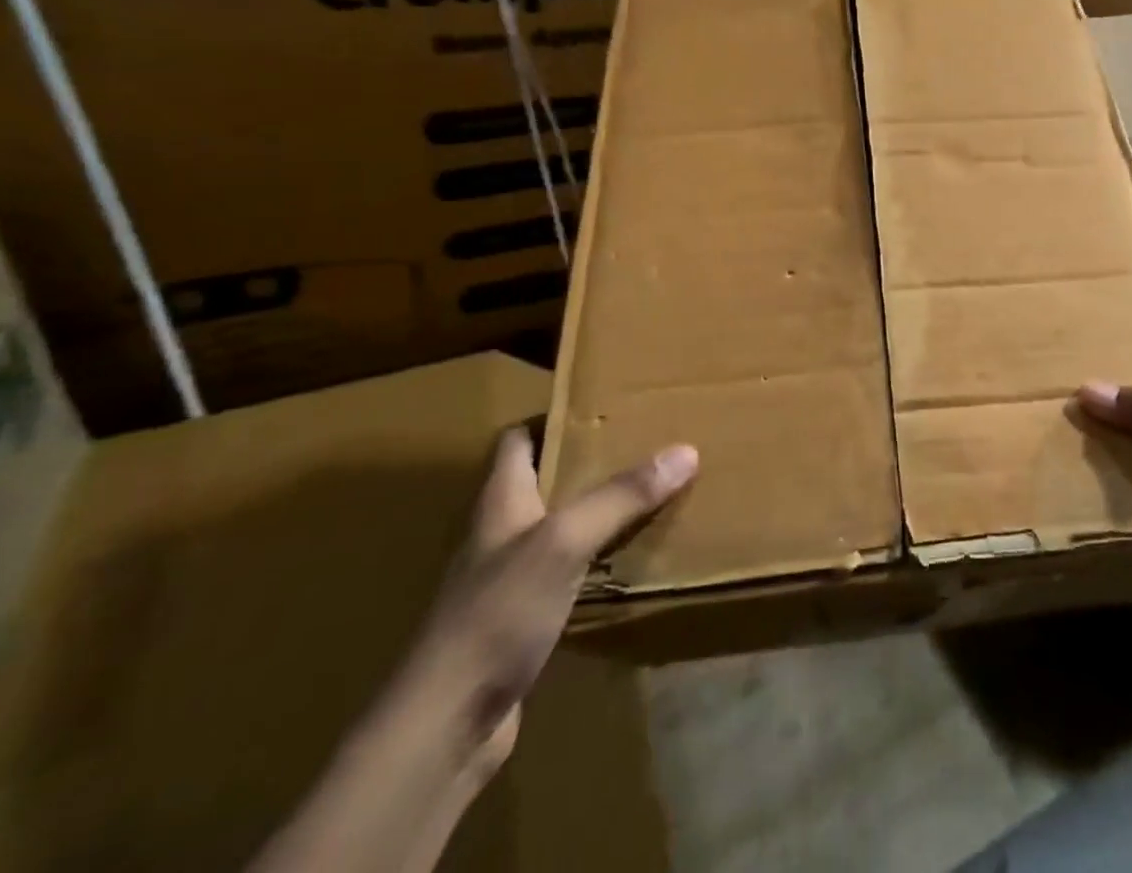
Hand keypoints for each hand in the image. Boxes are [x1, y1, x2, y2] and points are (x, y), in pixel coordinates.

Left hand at [392, 431, 697, 783]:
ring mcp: (509, 578)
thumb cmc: (497, 612)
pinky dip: (597, 558)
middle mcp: (502, 531)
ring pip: (560, 526)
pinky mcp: (522, 619)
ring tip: (649, 491)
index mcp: (500, 499)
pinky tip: (631, 558)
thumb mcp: (565, 541)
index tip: (603, 404)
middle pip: (544, 479)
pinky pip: (568, 571)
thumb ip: (623, 495)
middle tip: (645, 442)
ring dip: (598, 509)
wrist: (445, 727)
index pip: (517, 439)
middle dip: (590, 460)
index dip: (553, 417)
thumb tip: (686, 450)